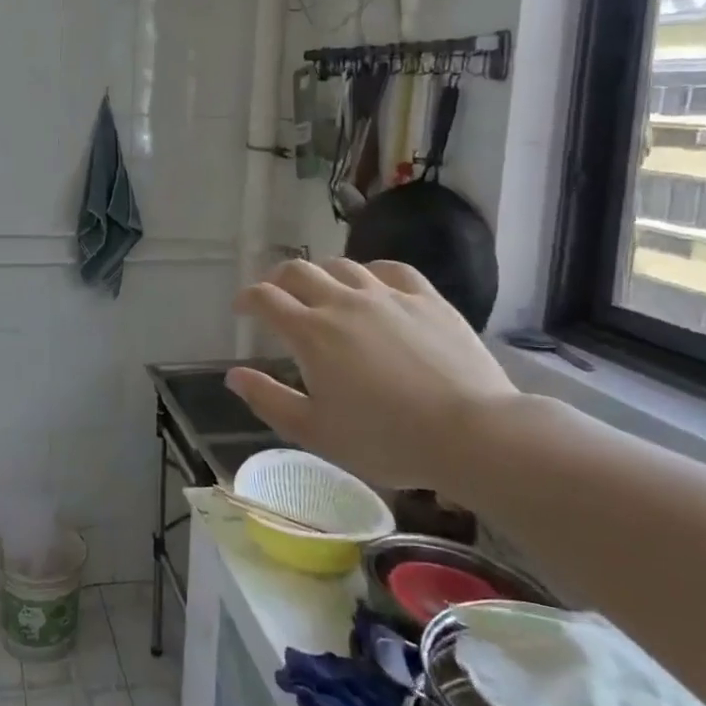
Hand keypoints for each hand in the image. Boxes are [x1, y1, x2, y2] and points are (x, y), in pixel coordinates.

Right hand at [226, 259, 516, 488]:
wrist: (471, 433)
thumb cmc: (386, 439)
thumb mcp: (315, 432)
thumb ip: (269, 400)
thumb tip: (234, 375)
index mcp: (312, 333)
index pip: (266, 298)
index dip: (247, 298)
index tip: (241, 308)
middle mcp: (344, 302)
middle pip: (299, 271)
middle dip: (277, 278)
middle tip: (274, 294)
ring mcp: (388, 296)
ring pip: (343, 266)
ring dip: (321, 273)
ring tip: (320, 290)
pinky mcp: (427, 298)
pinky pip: (391, 269)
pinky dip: (370, 271)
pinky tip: (371, 282)